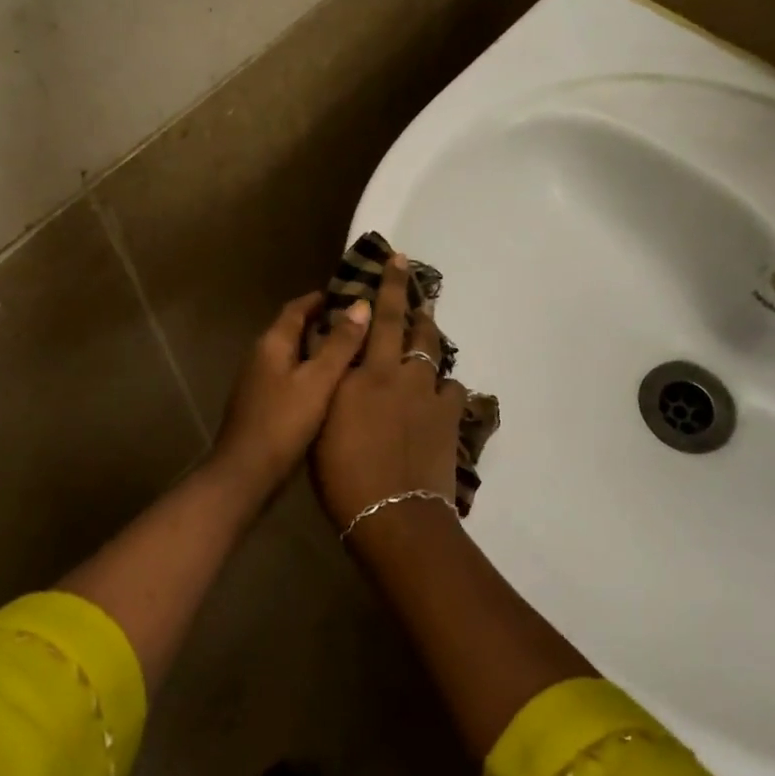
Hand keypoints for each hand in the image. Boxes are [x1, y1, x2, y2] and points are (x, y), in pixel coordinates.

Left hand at [210, 290, 370, 494]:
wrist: (245, 475)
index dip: (322, 298)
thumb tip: (361, 305)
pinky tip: (334, 385)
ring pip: (293, 354)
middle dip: (324, 322)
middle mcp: (261, 355)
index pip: (297, 308)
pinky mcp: (263, 404)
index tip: (351, 294)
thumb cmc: (283, 422)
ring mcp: (259, 381)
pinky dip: (312, 372)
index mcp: (272, 343)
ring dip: (319, 348)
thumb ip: (340, 344)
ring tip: (354, 351)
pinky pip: (291, 376)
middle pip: (294, 329)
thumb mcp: (318, 381)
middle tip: (360, 323)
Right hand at [312, 255, 468, 528]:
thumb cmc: (343, 476)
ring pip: (432, 351)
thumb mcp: (323, 426)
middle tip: (409, 272)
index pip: (371, 319)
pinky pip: (450, 389)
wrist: (395, 515)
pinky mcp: (449, 417)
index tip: (393, 260)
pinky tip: (439, 392)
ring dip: (427, 334)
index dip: (383, 287)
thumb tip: (338, 360)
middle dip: (406, 292)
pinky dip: (443, 385)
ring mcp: (428, 394)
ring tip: (425, 324)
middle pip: (406, 324)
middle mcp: (397, 374)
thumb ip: (333, 387)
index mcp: (362, 375)